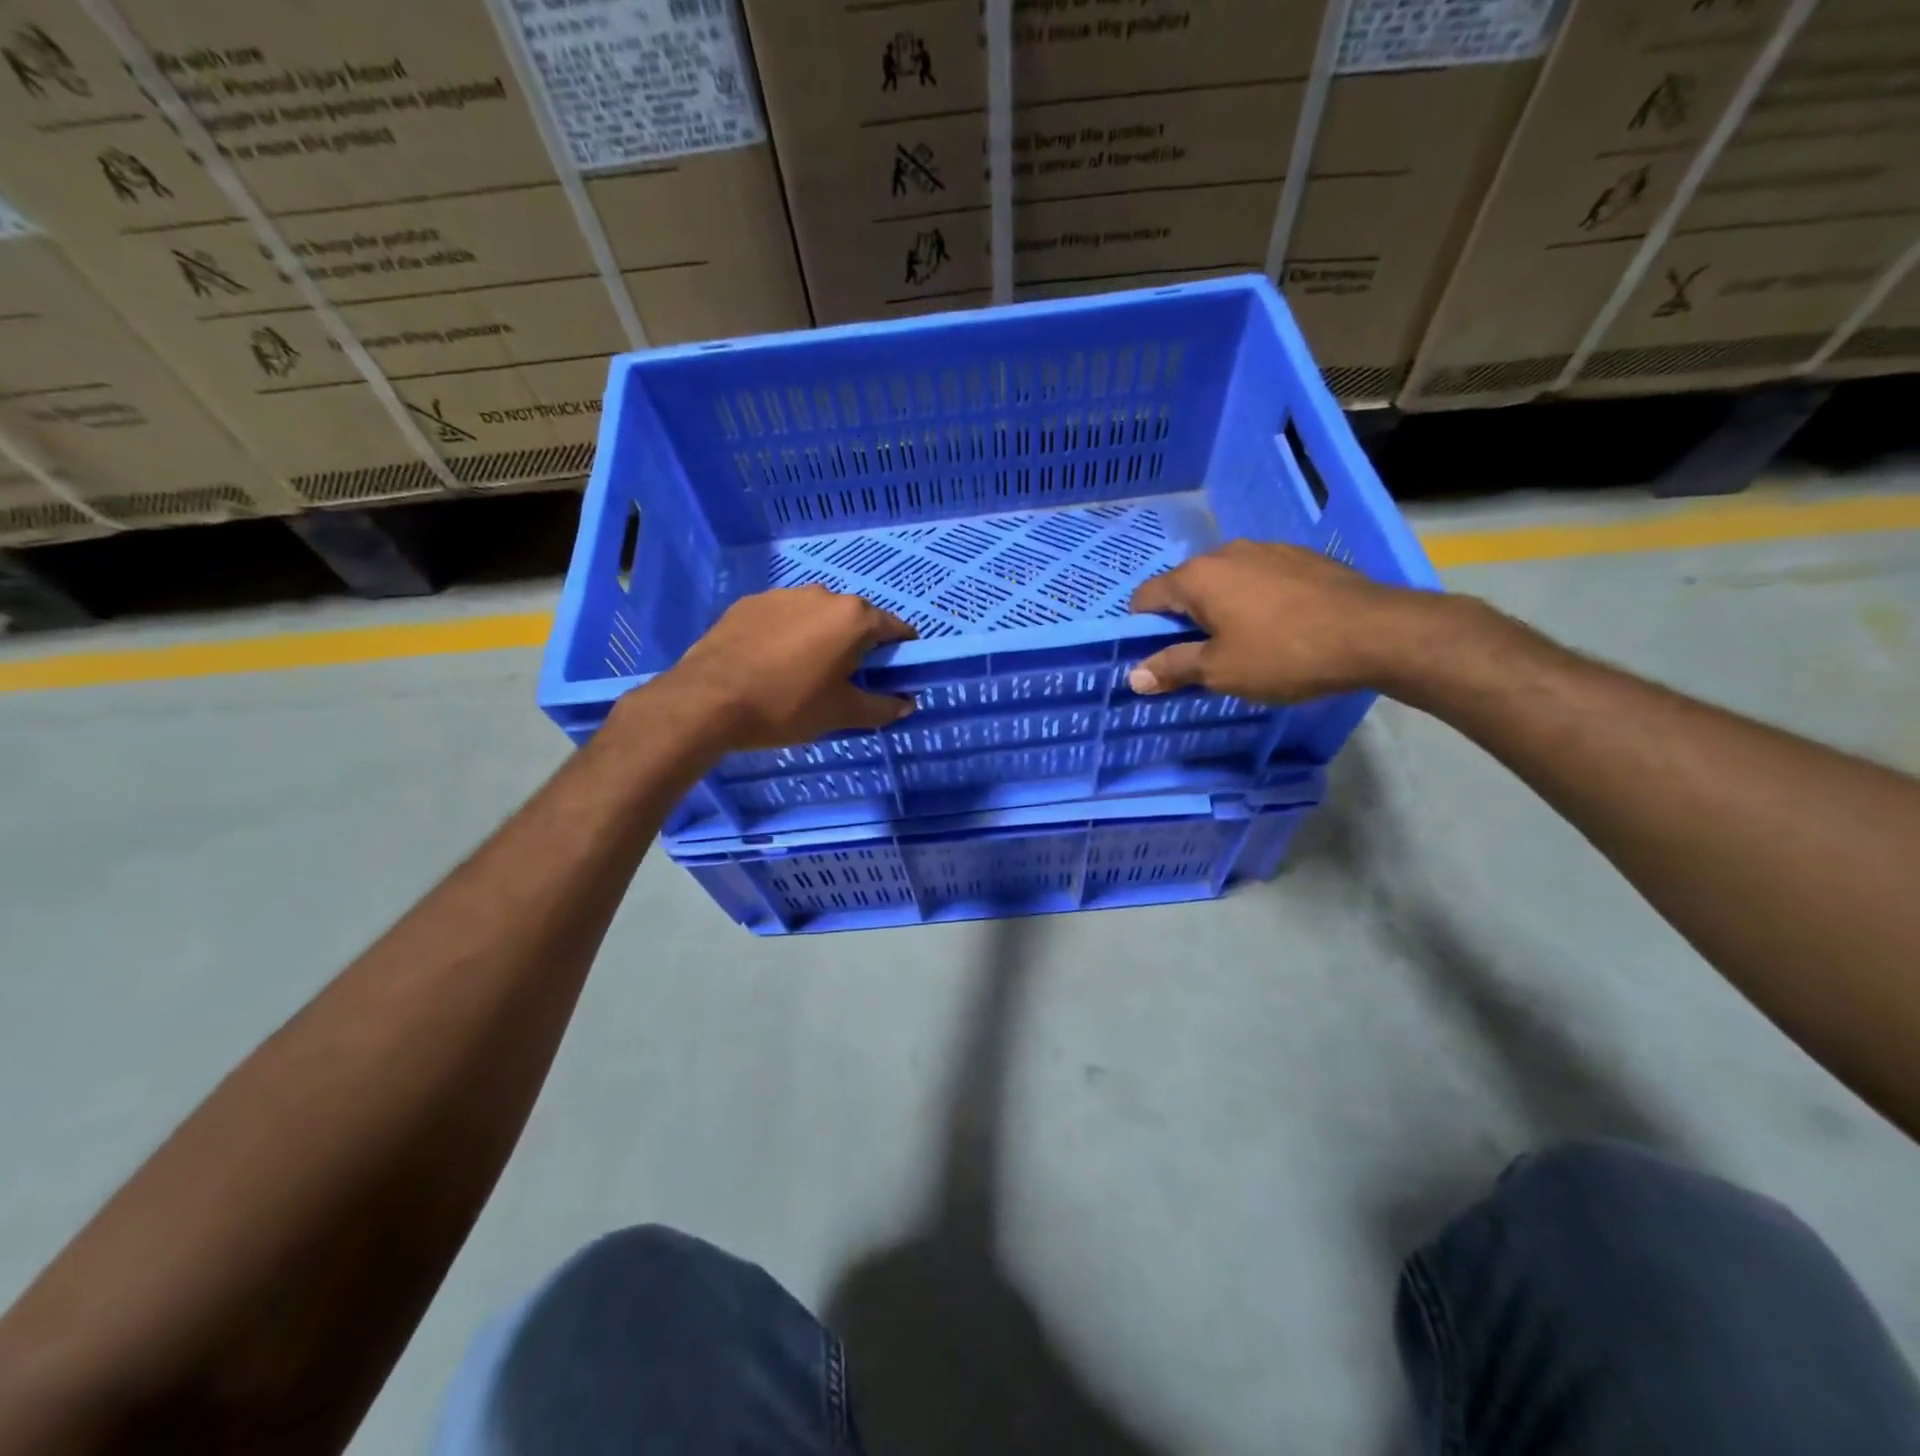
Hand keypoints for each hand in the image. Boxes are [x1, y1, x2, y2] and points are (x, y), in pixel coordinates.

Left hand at [655, 585, 917, 749]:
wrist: (707, 701)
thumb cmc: (787, 706)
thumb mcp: (842, 714)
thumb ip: (883, 707)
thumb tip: (907, 703)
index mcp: (853, 617)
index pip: (897, 629)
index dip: (902, 655)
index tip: (893, 678)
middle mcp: (822, 595)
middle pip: (856, 620)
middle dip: (859, 647)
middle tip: (847, 683)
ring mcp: (782, 595)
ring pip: (817, 616)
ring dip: (822, 639)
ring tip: (803, 675)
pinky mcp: (749, 603)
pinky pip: (783, 618)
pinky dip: (788, 636)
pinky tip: (771, 666)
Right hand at [1127, 540, 1429, 702]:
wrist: (1376, 632)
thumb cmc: (1284, 654)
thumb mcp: (1220, 671)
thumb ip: (1173, 668)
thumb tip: (1134, 676)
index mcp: (1198, 576)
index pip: (1146, 597)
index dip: (1142, 630)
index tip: (1159, 658)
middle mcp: (1226, 552)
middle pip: (1185, 587)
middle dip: (1184, 621)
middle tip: (1202, 658)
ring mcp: (1267, 549)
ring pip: (1225, 581)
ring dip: (1221, 610)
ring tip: (1244, 644)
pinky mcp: (1301, 557)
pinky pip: (1259, 578)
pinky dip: (1255, 601)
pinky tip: (1279, 628)